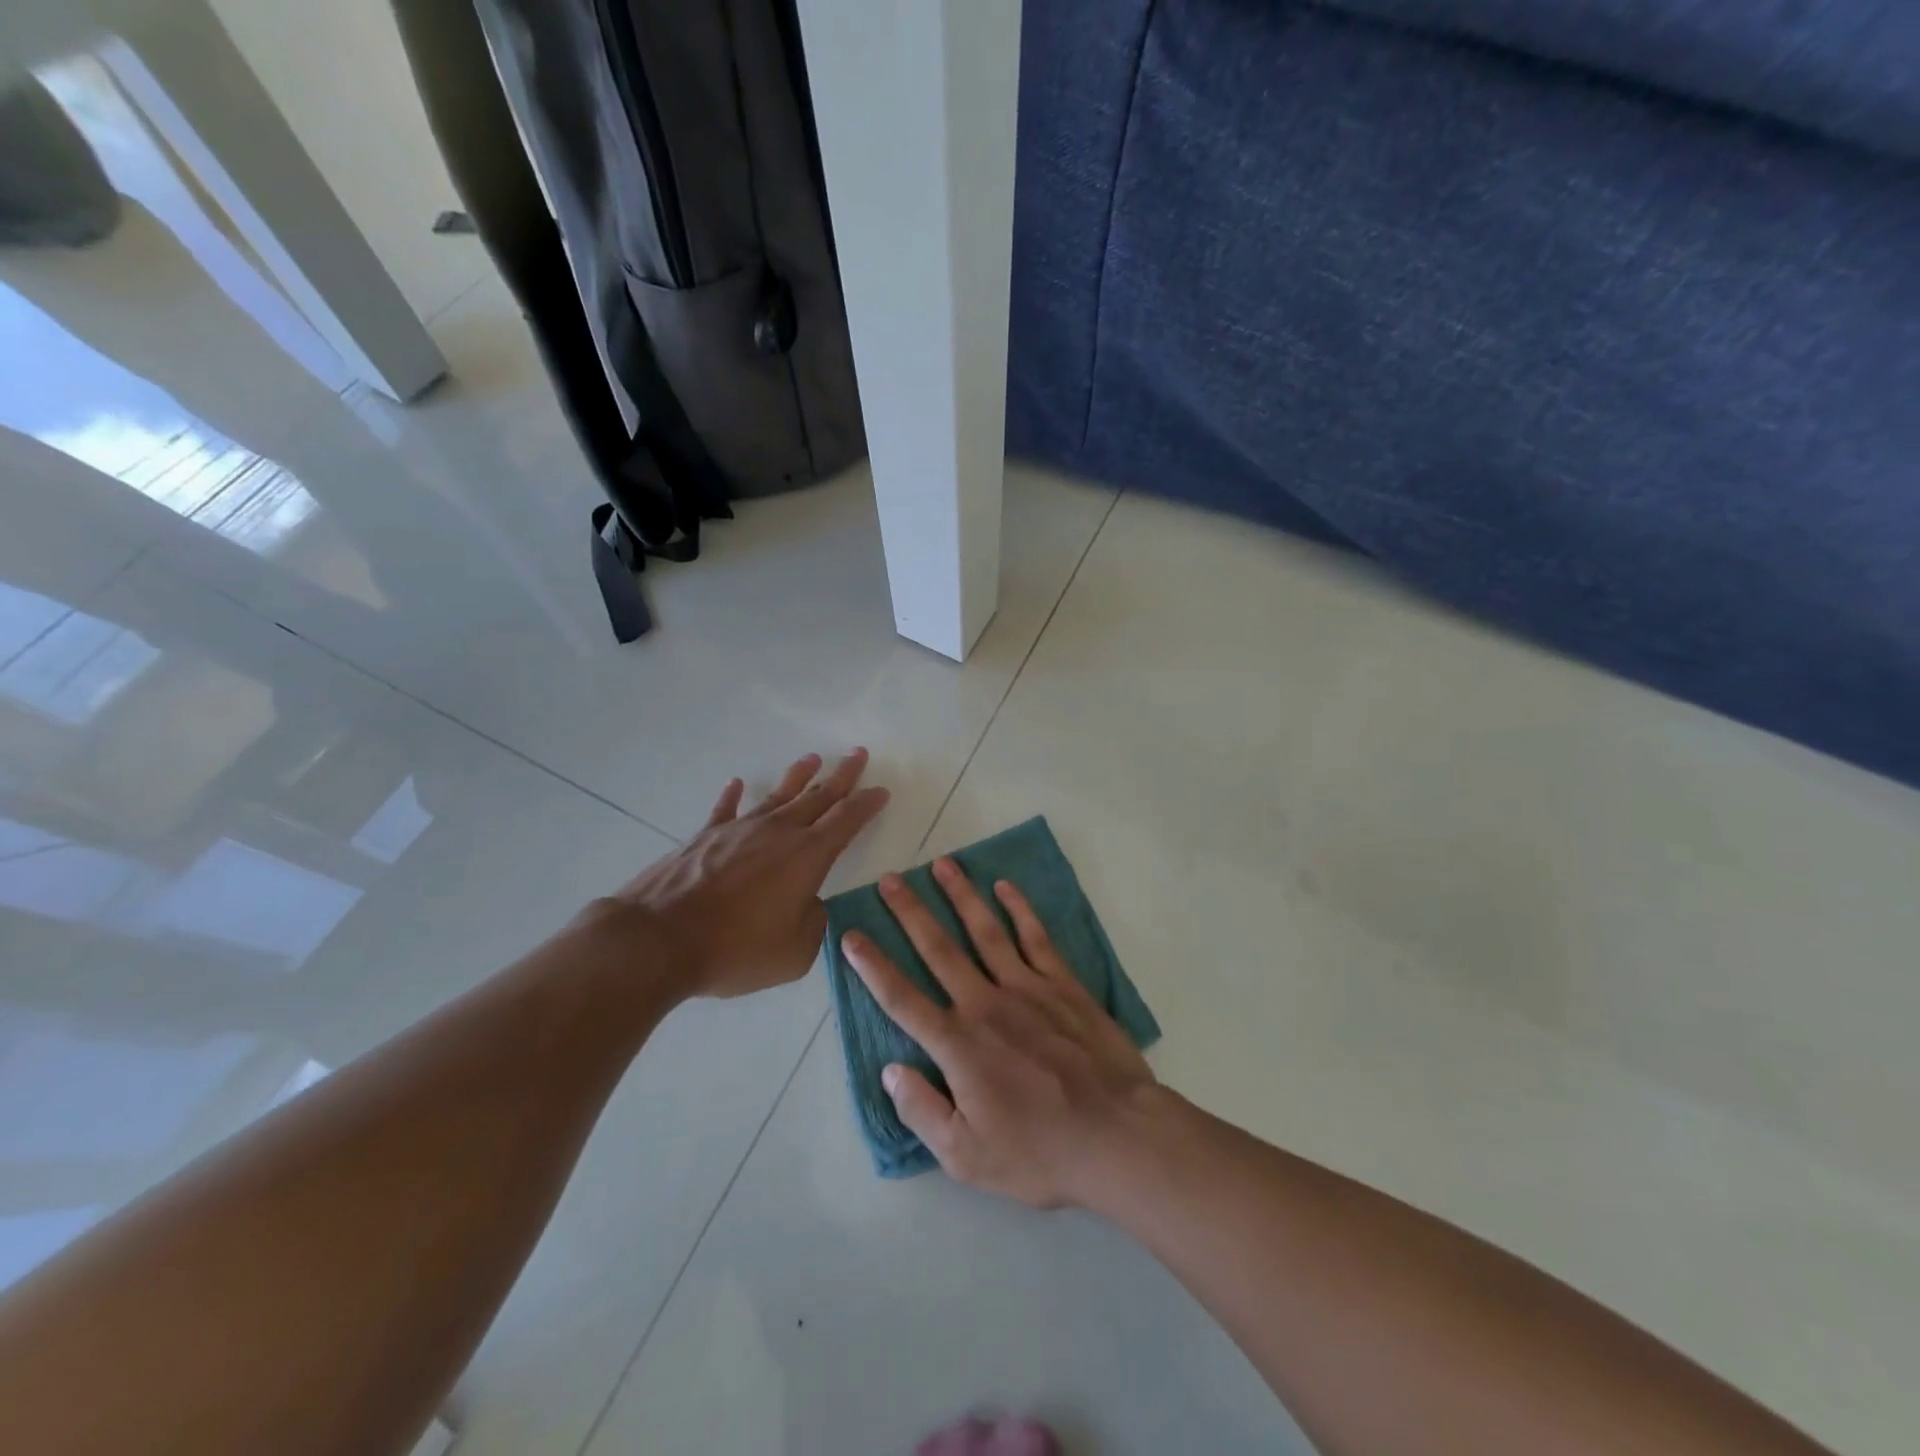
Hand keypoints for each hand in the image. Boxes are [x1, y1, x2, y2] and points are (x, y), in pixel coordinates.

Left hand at [607, 749, 888, 998]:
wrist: (660, 939)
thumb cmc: (736, 949)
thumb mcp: (794, 953)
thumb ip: (813, 925)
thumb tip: (810, 905)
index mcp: (807, 857)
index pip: (846, 821)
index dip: (866, 804)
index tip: (880, 790)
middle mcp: (778, 833)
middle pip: (818, 797)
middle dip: (842, 775)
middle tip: (857, 754)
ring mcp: (739, 830)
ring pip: (777, 796)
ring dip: (798, 776)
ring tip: (812, 758)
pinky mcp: (705, 837)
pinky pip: (725, 810)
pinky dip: (732, 796)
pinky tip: (737, 783)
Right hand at [841, 858, 1156, 1208]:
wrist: (1118, 1136)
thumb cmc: (1040, 1152)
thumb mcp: (967, 1157)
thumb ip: (922, 1111)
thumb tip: (890, 1070)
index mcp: (958, 1045)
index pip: (902, 998)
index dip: (872, 967)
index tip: (850, 936)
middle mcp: (986, 1004)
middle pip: (939, 949)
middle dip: (910, 912)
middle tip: (890, 878)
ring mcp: (1027, 988)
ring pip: (985, 930)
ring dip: (961, 895)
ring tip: (942, 864)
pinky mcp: (1063, 985)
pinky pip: (1036, 937)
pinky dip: (1019, 909)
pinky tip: (1005, 886)